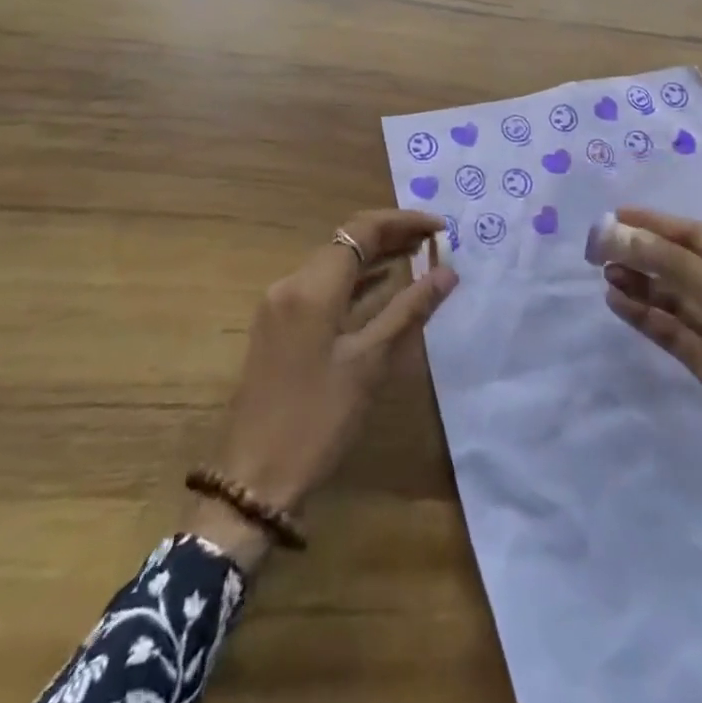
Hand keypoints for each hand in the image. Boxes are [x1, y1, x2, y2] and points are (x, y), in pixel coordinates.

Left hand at [186, 210, 457, 567]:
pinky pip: (322, 286)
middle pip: (346, 241)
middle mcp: (290, 284)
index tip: (441, 228)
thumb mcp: (370, 364)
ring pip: (334, 262)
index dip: (404, 222)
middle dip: (391, 235)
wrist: (253, 480)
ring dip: (374, 256)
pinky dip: (354, 281)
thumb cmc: (317, 420)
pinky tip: (382, 287)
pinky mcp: (278, 325)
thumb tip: (447, 273)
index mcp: (311, 287)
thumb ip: (409, 310)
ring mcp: (280, 304)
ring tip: (418, 256)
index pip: (362, 230)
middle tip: (435, 241)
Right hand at [593, 207, 701, 505]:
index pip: (694, 234)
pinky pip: (671, 330)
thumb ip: (671, 262)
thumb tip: (620, 232)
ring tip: (603, 274)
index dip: (654, 222)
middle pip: (680, 263)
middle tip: (597, 249)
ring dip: (640, 283)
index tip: (613, 216)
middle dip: (642, 252)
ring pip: (673, 297)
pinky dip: (645, 316)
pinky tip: (616, 303)